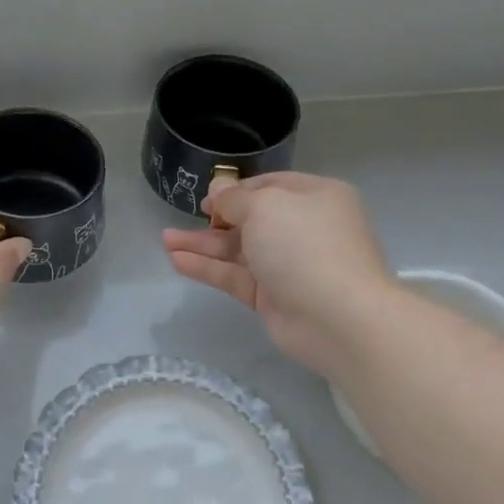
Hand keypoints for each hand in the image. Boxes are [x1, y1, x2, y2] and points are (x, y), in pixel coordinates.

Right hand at [162, 172, 394, 381]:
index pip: (270, 186)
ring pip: (238, 250)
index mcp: (314, 197)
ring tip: (165, 240)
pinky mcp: (273, 297)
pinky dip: (208, 268)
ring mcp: (288, 265)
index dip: (236, 190)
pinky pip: (235, 276)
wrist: (338, 317)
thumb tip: (219, 189)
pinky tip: (177, 261)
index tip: (207, 198)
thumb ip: (235, 199)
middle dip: (214, 220)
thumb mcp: (265, 207)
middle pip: (251, 219)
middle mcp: (303, 228)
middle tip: (181, 220)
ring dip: (203, 245)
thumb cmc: (305, 245)